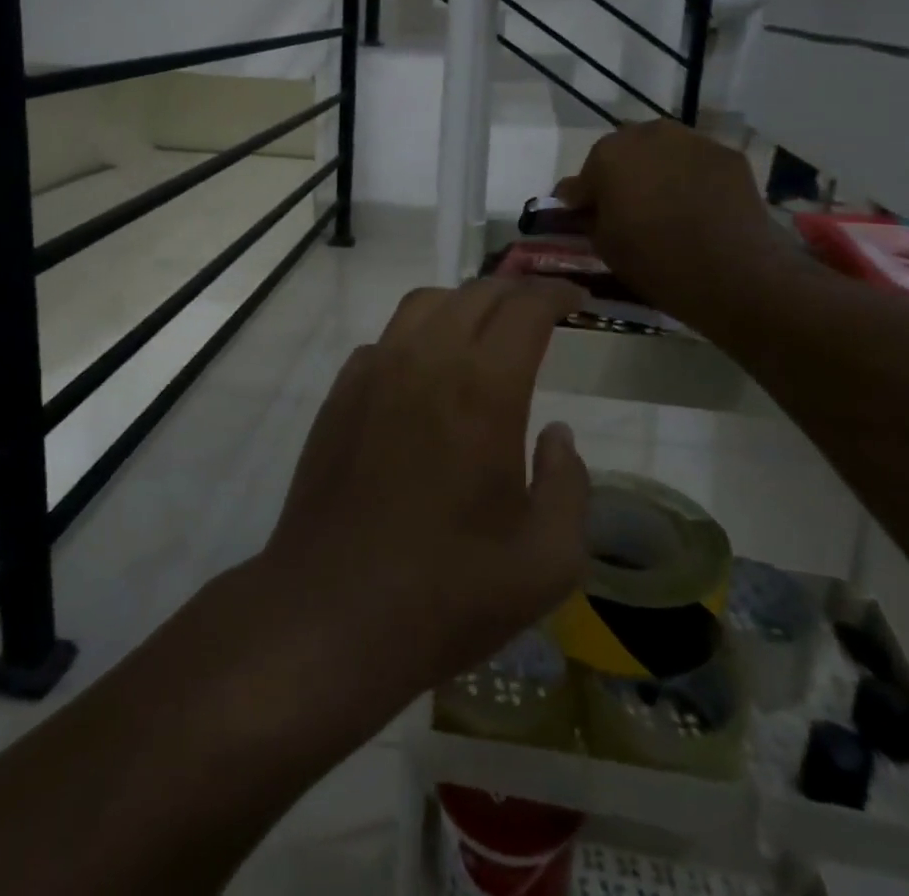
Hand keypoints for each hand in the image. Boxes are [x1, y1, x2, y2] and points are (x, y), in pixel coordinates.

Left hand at [257, 278, 591, 704]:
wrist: (331, 615)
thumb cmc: (447, 593)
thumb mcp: (545, 560)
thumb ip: (569, 485)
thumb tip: (557, 436)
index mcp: (483, 389)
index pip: (525, 309)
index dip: (556, 294)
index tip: (577, 299)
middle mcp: (426, 361)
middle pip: (476, 294)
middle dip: (516, 292)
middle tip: (540, 312)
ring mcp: (374, 372)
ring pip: (425, 304)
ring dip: (464, 303)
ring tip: (485, 330)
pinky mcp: (340, 394)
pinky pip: (385, 339)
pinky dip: (418, 335)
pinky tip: (425, 373)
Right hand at [555, 120, 794, 327]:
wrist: (734, 271)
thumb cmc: (656, 261)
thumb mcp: (605, 246)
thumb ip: (590, 217)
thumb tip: (586, 205)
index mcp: (608, 156)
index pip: (583, 177)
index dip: (584, 199)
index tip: (586, 217)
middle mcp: (647, 135)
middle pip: (624, 153)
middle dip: (621, 175)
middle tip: (628, 208)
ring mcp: (691, 140)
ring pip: (663, 151)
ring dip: (657, 170)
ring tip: (666, 204)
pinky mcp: (727, 154)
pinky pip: (696, 162)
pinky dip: (691, 177)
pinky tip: (698, 205)